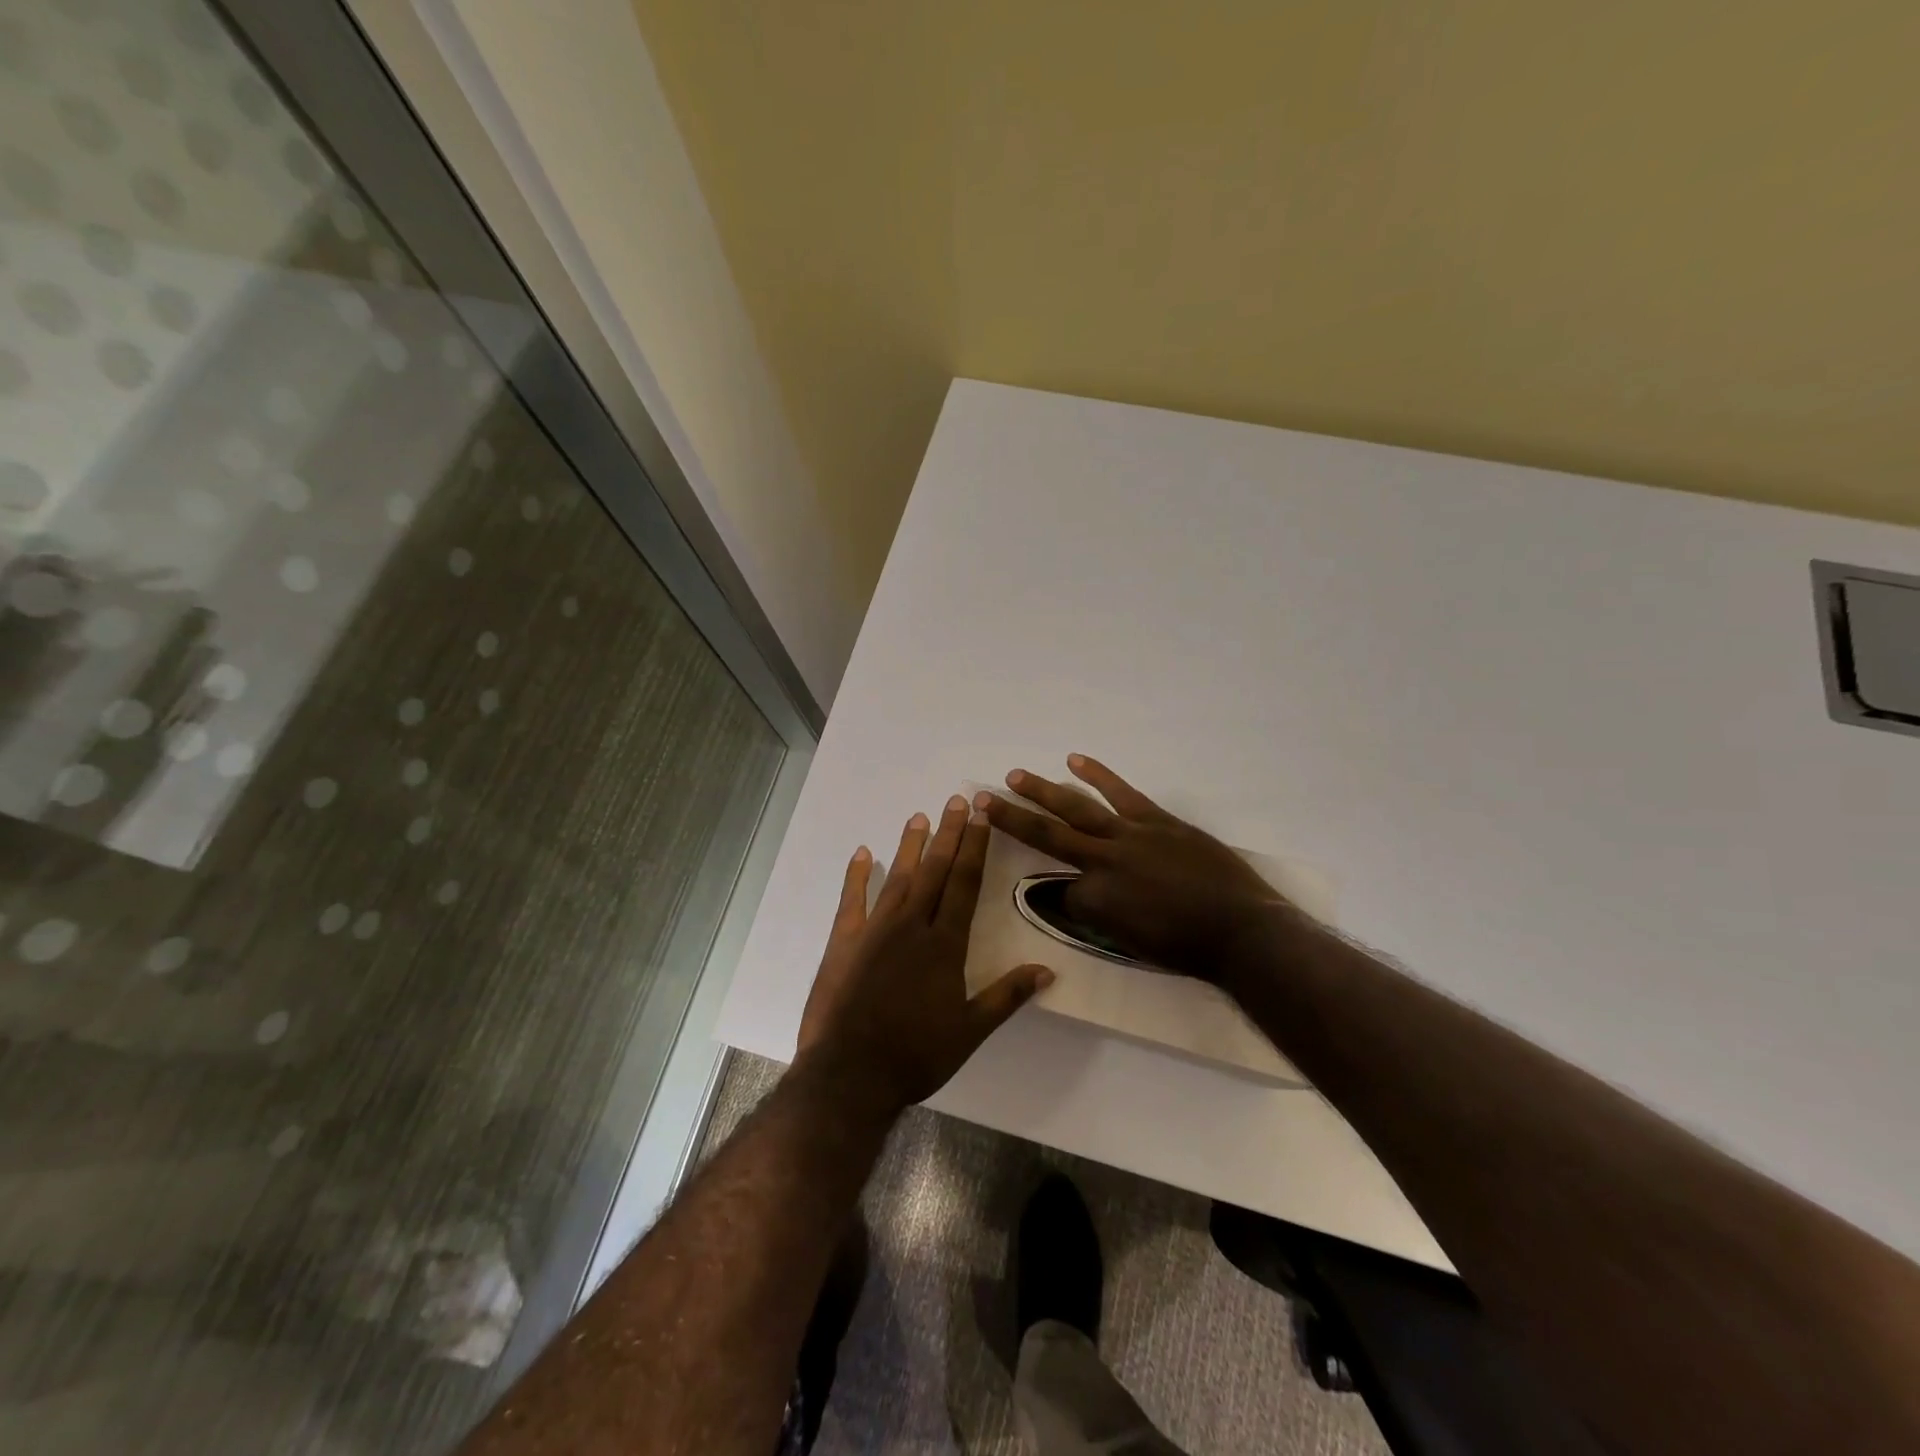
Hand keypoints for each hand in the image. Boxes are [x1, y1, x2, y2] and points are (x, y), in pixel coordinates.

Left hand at [797, 795, 1053, 1111]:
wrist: (850, 1075)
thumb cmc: (916, 1055)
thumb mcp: (970, 1031)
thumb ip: (1007, 995)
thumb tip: (1048, 970)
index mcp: (945, 945)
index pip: (964, 884)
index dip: (974, 848)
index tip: (980, 817)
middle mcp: (912, 926)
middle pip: (934, 871)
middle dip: (948, 834)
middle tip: (956, 800)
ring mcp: (874, 930)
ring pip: (897, 877)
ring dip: (910, 846)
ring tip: (919, 816)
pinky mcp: (844, 942)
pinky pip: (851, 900)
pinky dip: (857, 875)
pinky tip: (862, 853)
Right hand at [979, 754, 1302, 985]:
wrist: (1242, 929)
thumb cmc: (1187, 949)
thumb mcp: (1132, 945)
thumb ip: (1100, 919)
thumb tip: (1078, 898)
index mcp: (1095, 901)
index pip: (1060, 894)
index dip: (1061, 898)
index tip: (1068, 902)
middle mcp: (1103, 862)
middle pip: (1047, 835)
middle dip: (1012, 818)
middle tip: (982, 799)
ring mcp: (1130, 835)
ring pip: (1076, 808)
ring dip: (1042, 791)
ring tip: (1015, 776)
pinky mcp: (1156, 820)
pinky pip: (1121, 793)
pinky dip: (1098, 775)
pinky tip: (1074, 759)